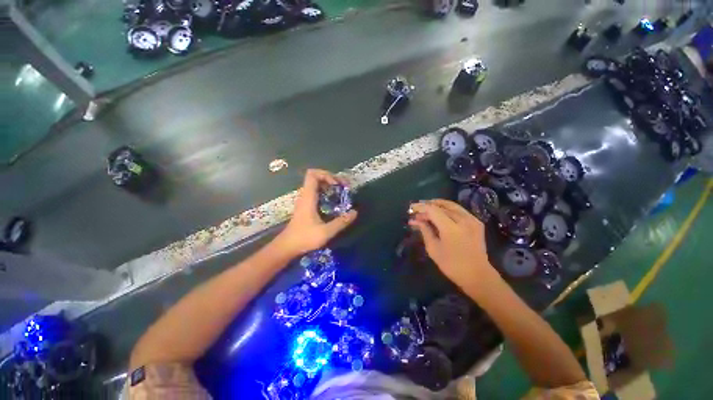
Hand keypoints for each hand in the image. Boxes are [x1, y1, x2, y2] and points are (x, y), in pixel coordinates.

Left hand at [276, 169, 357, 255]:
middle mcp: (305, 195)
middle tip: (343, 187)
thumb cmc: (304, 238)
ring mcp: (304, 200)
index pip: (313, 174)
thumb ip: (341, 222)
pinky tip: (333, 202)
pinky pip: (316, 192)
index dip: (326, 174)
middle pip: (316, 177)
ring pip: (316, 185)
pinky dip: (326, 192)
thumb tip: (354, 212)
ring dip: (329, 185)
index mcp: (308, 197)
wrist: (287, 247)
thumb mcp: (326, 231)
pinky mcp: (305, 206)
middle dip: (331, 179)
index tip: (336, 184)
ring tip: (340, 192)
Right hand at [408, 200, 501, 294]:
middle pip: (441, 206)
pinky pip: (459, 210)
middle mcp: (463, 220)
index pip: (433, 210)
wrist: (477, 275)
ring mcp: (472, 220)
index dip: (421, 207)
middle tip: (417, 211)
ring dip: (437, 205)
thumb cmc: (452, 265)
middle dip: (427, 206)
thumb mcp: (433, 249)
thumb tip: (415, 220)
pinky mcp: (476, 222)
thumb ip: (425, 230)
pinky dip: (448, 208)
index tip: (411, 208)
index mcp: (451, 228)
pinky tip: (440, 212)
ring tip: (426, 207)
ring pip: (451, 205)